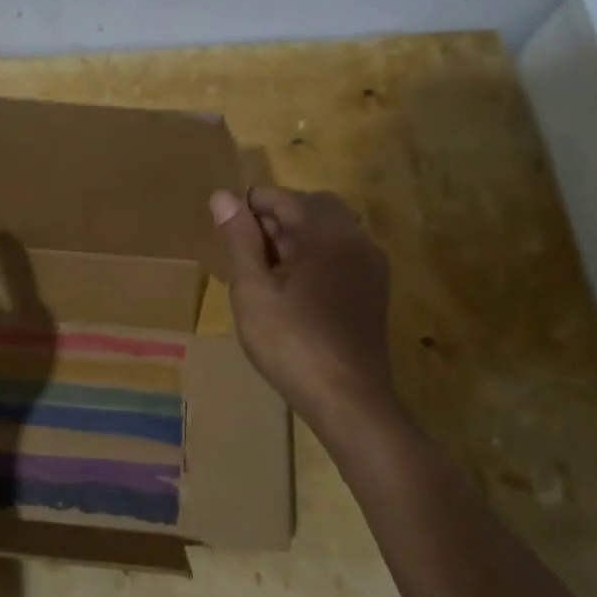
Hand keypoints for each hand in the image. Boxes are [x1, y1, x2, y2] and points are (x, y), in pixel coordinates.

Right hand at [209, 187, 402, 450]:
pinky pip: (341, 253)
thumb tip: (222, 196)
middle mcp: (356, 241)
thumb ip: (239, 240)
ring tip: (262, 265)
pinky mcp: (373, 291)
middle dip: (277, 215)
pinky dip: (314, 254)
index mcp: (328, 235)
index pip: (286, 198)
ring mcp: (370, 267)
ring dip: (296, 235)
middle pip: (314, 208)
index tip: (224, 221)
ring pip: (330, 230)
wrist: (349, 401)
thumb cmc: (292, 343)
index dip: (253, 203)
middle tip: (244, 243)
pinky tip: (291, 285)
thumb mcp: (253, 291)